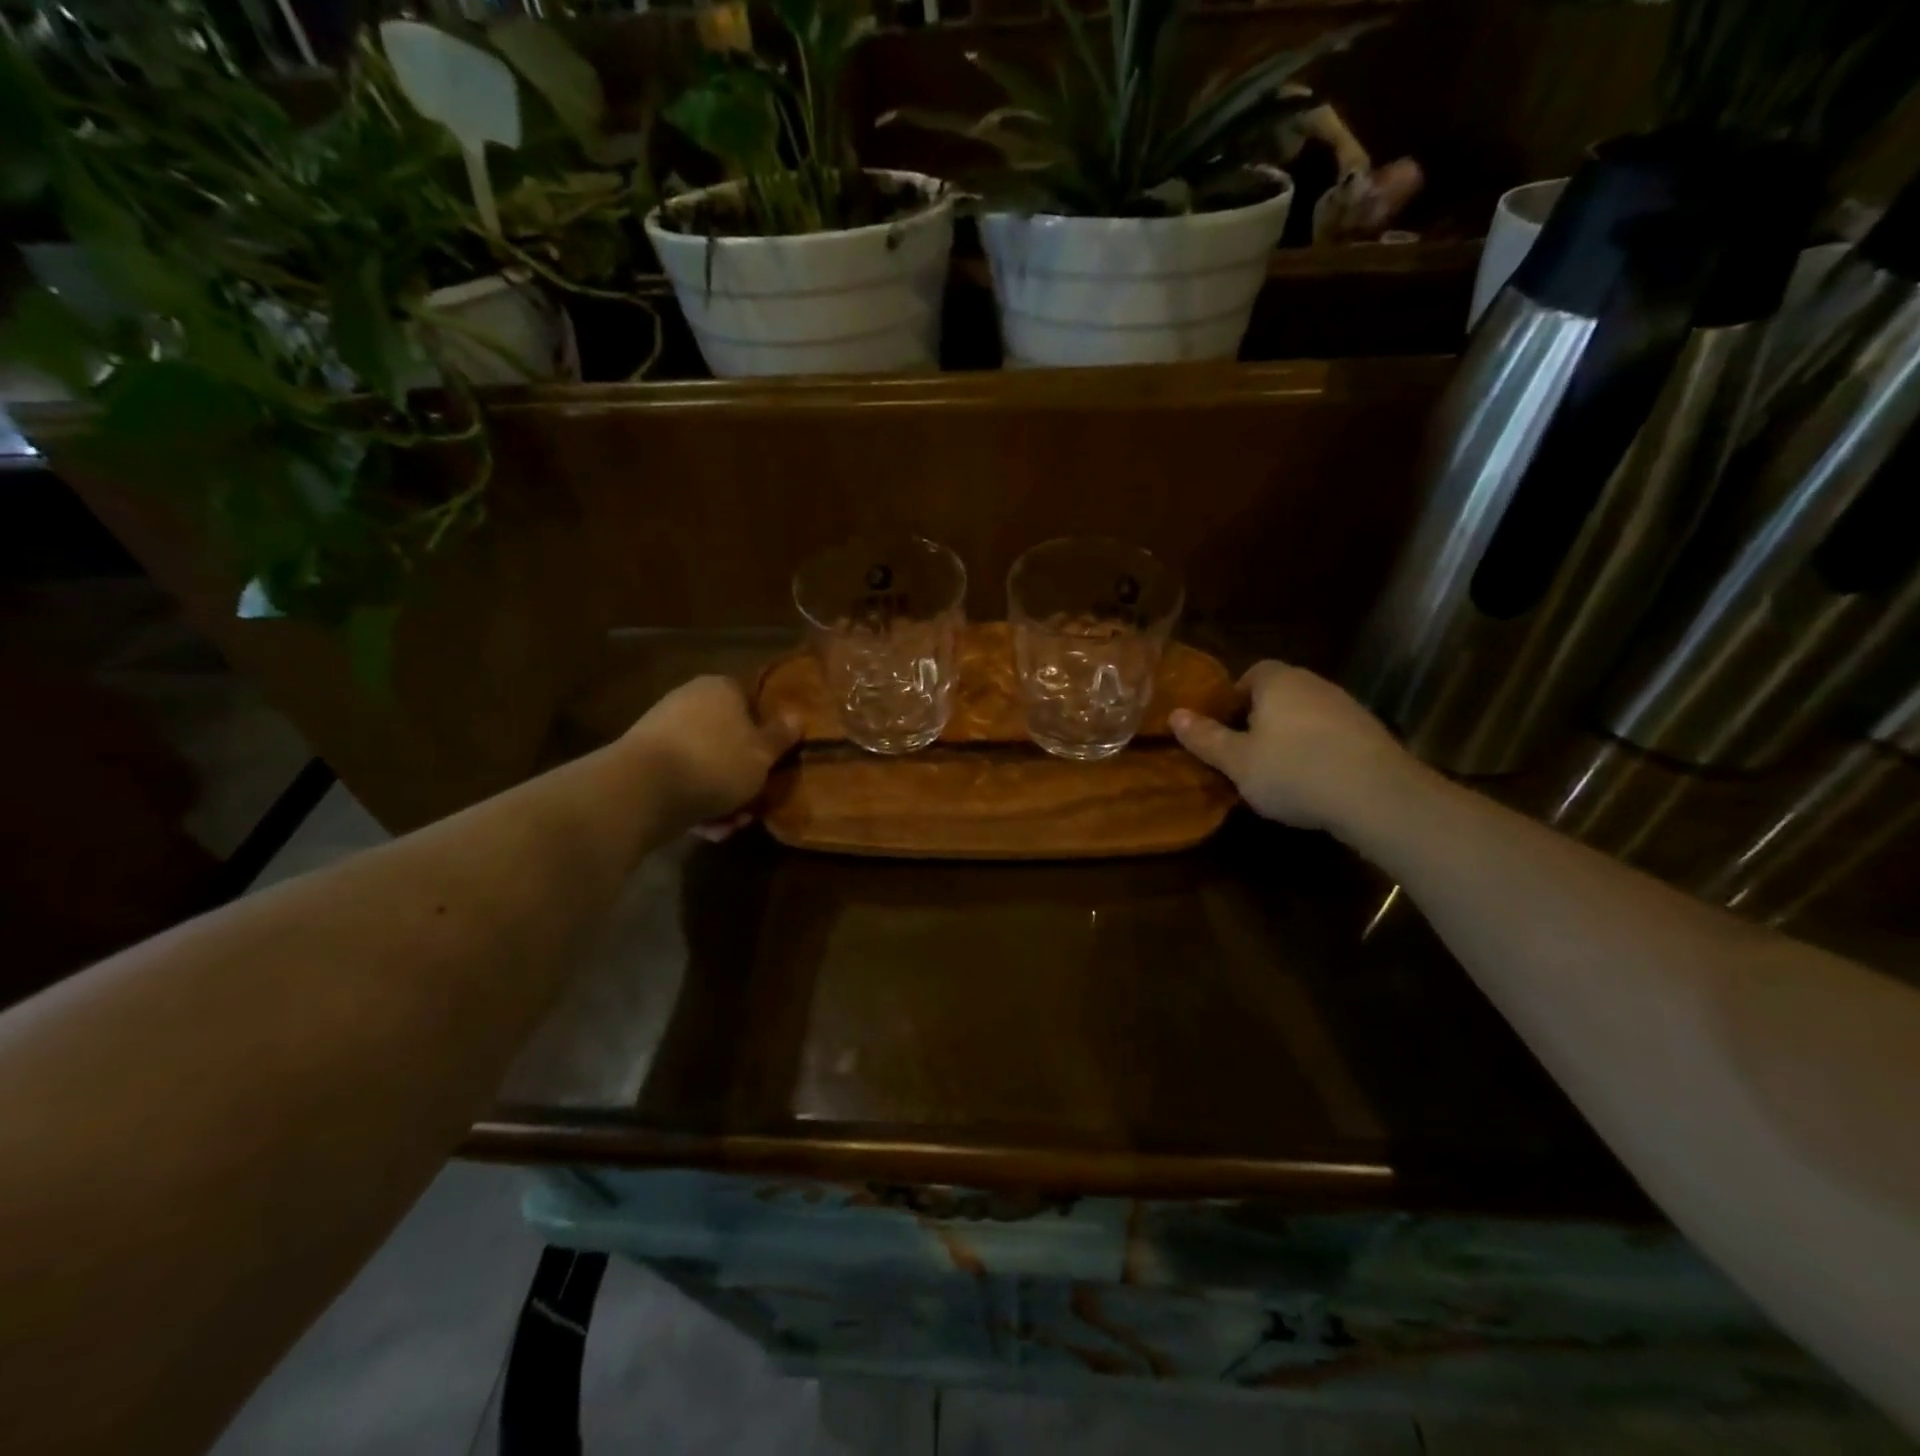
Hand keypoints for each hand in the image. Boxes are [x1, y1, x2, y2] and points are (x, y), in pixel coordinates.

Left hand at [620, 676, 799, 830]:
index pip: (751, 702)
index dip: (766, 733)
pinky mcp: (643, 763)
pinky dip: (696, 803)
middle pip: (728, 738)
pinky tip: (708, 830)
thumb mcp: (762, 754)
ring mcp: (662, 732)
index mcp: (720, 689)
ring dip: (722, 796)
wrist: (644, 790)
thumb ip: (780, 736)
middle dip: (743, 774)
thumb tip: (797, 716)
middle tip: (757, 801)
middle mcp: (689, 701)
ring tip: (732, 825)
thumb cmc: (716, 762)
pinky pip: (682, 781)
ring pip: (706, 764)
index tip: (775, 762)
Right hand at [1170, 660, 1415, 832]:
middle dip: (1259, 721)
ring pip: (1304, 716)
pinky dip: (1317, 752)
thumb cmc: (1293, 771)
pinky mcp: (1370, 733)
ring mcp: (1347, 707)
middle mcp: (1313, 684)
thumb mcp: (1237, 761)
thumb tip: (1175, 715)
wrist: (1378, 796)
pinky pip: (1330, 735)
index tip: (1223, 731)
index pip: (1250, 674)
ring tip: (1277, 774)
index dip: (1232, 701)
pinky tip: (1312, 783)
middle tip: (1243, 755)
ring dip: (1289, 738)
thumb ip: (1205, 738)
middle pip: (1278, 695)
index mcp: (1278, 682)